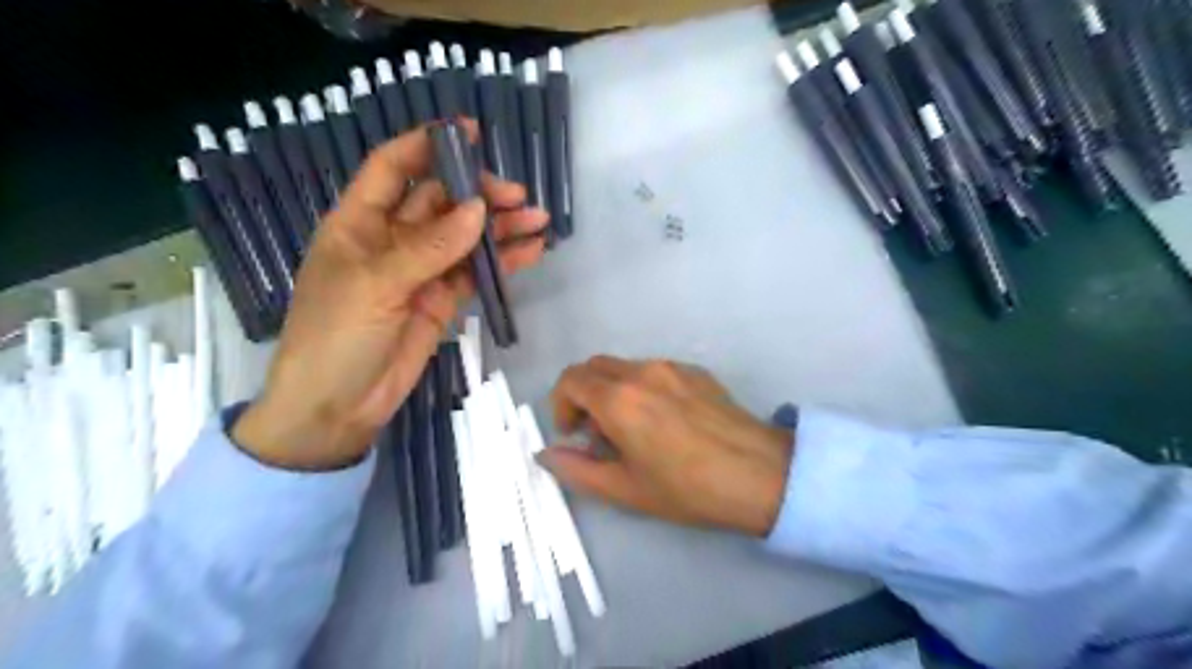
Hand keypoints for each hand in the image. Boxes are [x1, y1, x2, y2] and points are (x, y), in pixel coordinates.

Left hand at [237, 123, 548, 468]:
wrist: (338, 409)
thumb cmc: (335, 338)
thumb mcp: (376, 286)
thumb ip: (429, 248)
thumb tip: (479, 210)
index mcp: (359, 223)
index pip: (394, 168)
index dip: (428, 145)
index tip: (470, 134)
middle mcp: (391, 240)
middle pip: (440, 202)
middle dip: (478, 194)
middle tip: (518, 197)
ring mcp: (420, 272)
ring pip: (465, 238)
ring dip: (499, 228)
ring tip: (537, 221)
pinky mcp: (441, 300)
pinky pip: (475, 273)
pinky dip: (502, 262)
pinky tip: (530, 252)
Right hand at [545, 354, 793, 537]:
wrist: (760, 474)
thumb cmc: (687, 488)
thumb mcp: (625, 489)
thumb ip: (577, 469)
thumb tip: (546, 454)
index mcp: (619, 399)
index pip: (570, 380)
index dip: (561, 405)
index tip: (573, 433)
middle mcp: (642, 372)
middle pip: (594, 367)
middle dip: (584, 395)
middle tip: (597, 433)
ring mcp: (672, 367)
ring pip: (624, 368)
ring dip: (613, 391)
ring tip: (633, 430)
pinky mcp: (696, 371)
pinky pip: (654, 372)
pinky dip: (641, 388)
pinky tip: (665, 422)